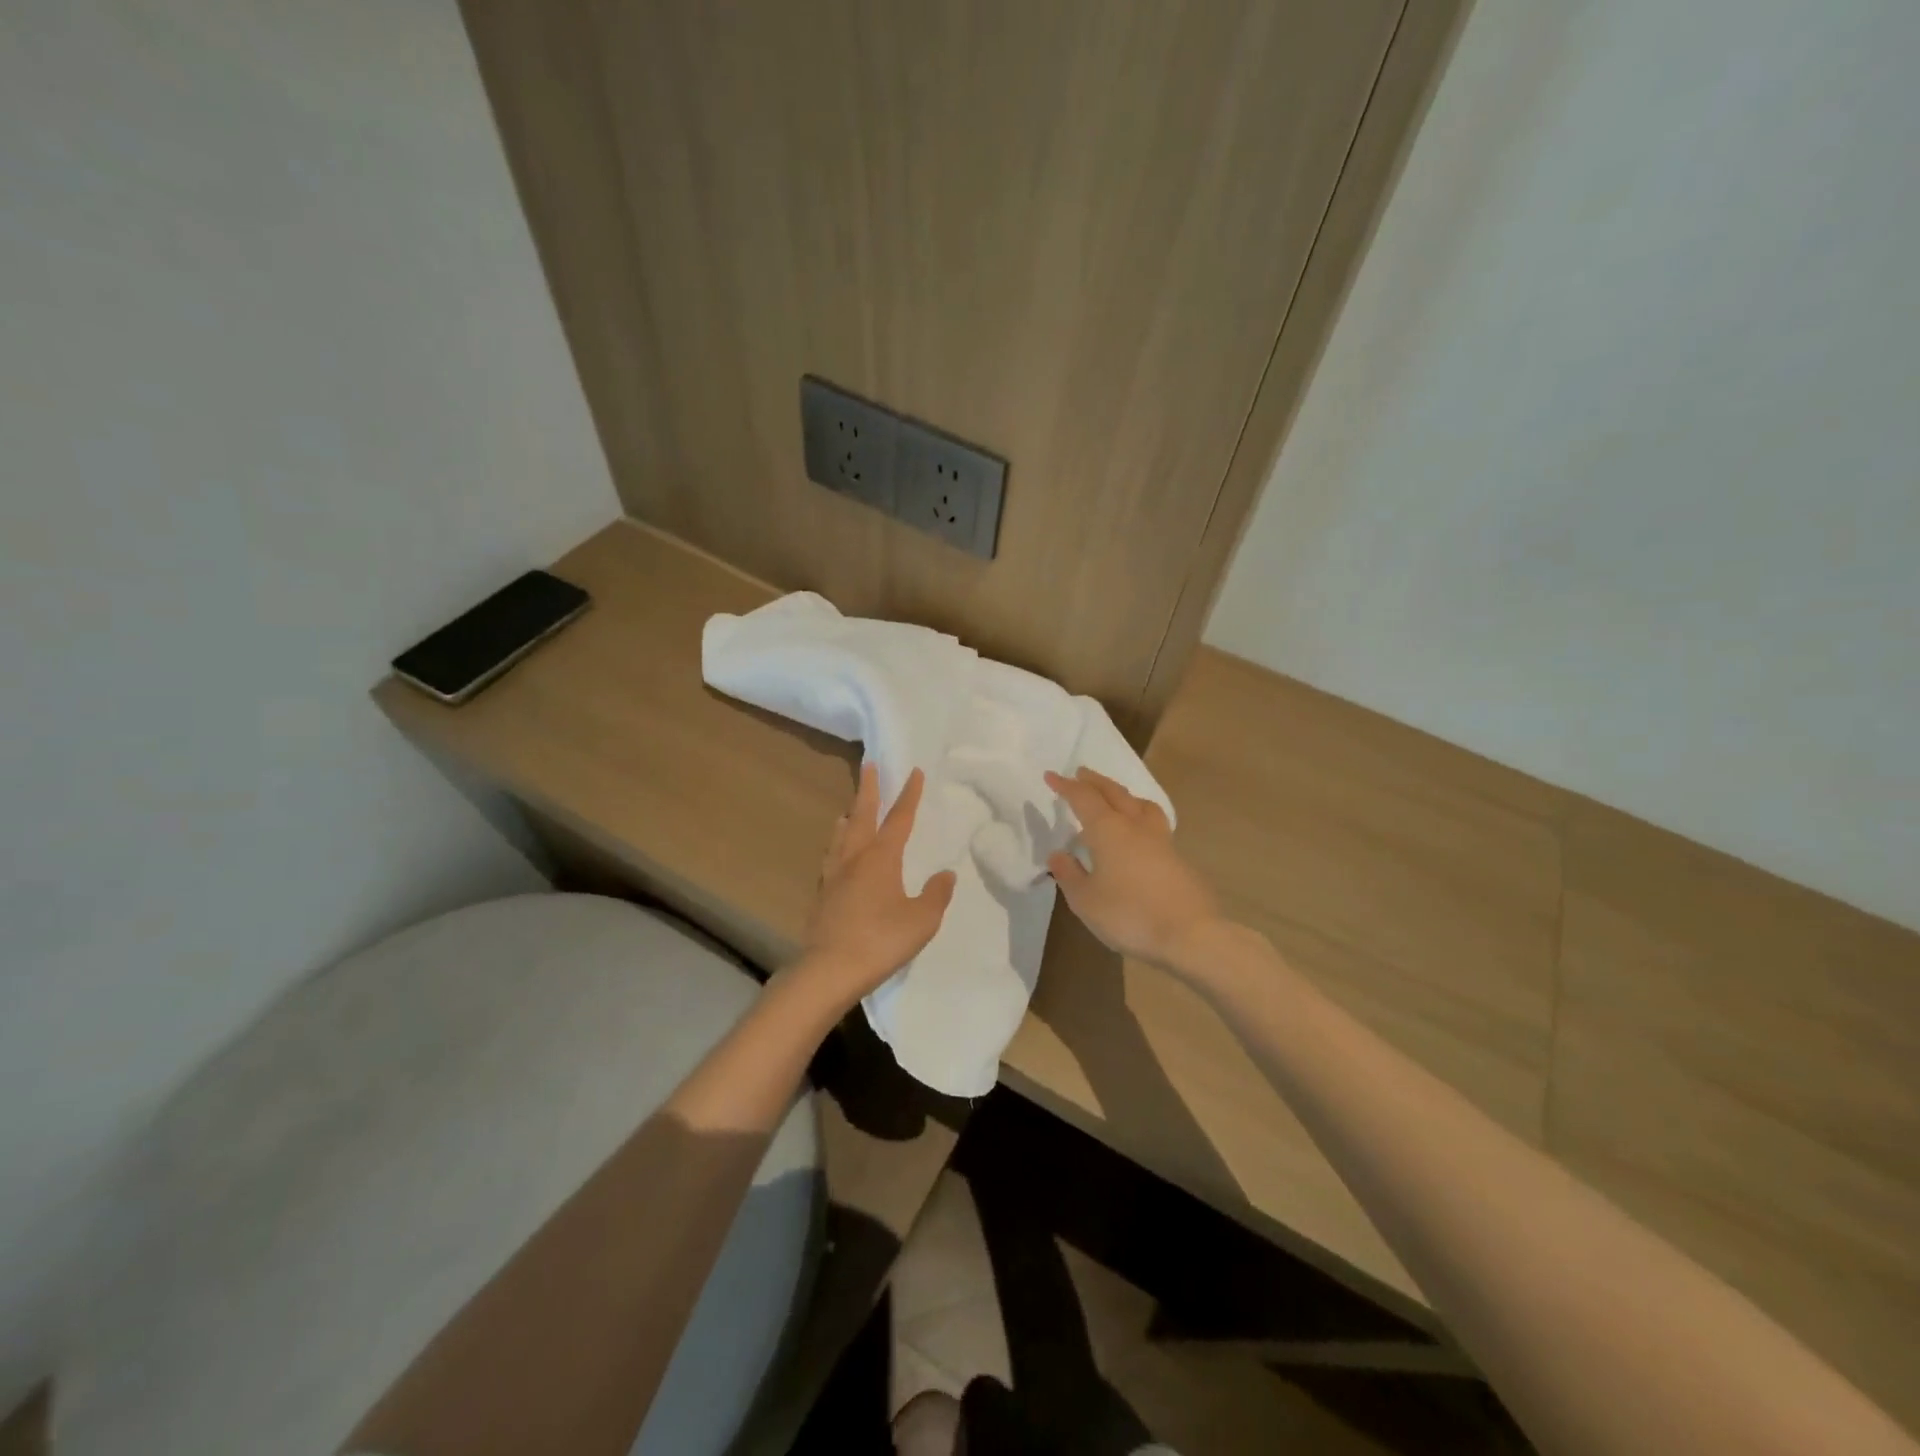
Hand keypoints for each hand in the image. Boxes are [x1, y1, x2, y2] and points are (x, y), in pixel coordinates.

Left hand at [793, 764, 956, 1014]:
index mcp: (881, 858)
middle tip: (868, 765)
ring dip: (848, 817)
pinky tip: (837, 858)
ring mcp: (833, 876)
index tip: (914, 772)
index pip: (898, 818)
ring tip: (848, 810)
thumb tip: (945, 874)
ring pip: (840, 836)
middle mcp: (854, 858)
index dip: (908, 795)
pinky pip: (831, 859)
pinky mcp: (822, 896)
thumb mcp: (922, 920)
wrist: (829, 970)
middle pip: (861, 816)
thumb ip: (935, 894)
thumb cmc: (881, 940)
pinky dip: (837, 846)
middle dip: (868, 790)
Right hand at [1044, 768, 1221, 968]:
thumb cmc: (1129, 915)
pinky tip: (1138, 834)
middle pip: (1114, 793)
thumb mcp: (1086, 901)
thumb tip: (1058, 854)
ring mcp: (1161, 841)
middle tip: (1081, 774)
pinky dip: (1139, 817)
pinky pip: (1154, 824)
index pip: (1083, 798)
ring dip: (1123, 795)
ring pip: (1140, 804)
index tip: (1051, 776)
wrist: (1190, 935)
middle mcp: (1135, 826)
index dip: (1066, 786)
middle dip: (1095, 781)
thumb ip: (1069, 874)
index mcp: (1108, 830)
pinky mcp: (1178, 858)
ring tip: (1115, 797)